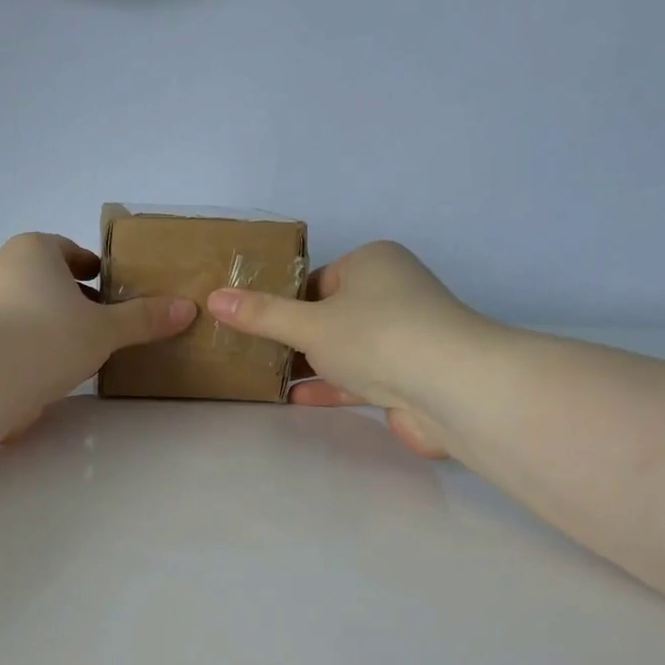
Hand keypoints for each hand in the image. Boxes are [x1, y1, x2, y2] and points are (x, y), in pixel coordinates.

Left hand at [0, 233, 195, 403]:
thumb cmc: (51, 335)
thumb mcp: (106, 329)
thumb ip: (143, 319)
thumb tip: (187, 309)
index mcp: (34, 250)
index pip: (67, 250)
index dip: (90, 267)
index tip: (107, 286)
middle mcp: (0, 268)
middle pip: (42, 279)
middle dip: (67, 297)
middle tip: (96, 322)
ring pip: (20, 308)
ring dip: (44, 324)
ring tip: (71, 352)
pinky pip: (4, 338)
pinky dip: (23, 348)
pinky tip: (41, 372)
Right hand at [205, 241, 501, 457]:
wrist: (450, 388)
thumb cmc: (376, 336)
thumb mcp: (308, 323)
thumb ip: (261, 315)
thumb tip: (213, 298)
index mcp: (372, 264)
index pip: (317, 279)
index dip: (283, 301)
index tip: (252, 325)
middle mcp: (391, 294)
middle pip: (329, 315)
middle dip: (293, 336)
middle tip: (250, 354)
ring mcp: (401, 337)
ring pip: (343, 349)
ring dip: (309, 365)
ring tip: (263, 378)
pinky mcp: (405, 376)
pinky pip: (357, 377)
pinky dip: (328, 387)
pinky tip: (294, 399)